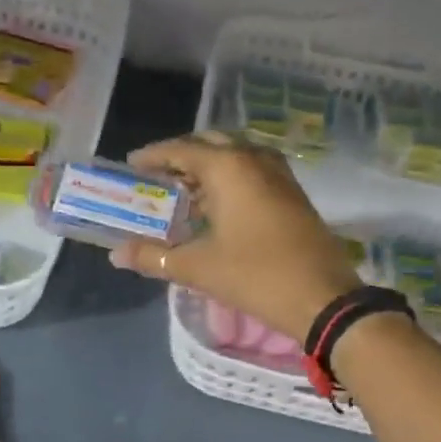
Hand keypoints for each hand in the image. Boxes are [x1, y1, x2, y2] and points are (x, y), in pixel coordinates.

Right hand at [109, 132, 358, 341]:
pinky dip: (230, 177)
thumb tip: (116, 254)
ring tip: (184, 190)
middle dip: (182, 155)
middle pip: (210, 143)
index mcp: (229, 167)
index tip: (131, 165)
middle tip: (157, 175)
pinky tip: (218, 205)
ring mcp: (279, 175)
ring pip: (235, 155)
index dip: (153, 156)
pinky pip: (253, 170)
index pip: (182, 149)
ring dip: (208, 165)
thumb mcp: (198, 267)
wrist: (323, 298)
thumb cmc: (255, 275)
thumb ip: (153, 256)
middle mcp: (254, 160)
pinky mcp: (292, 193)